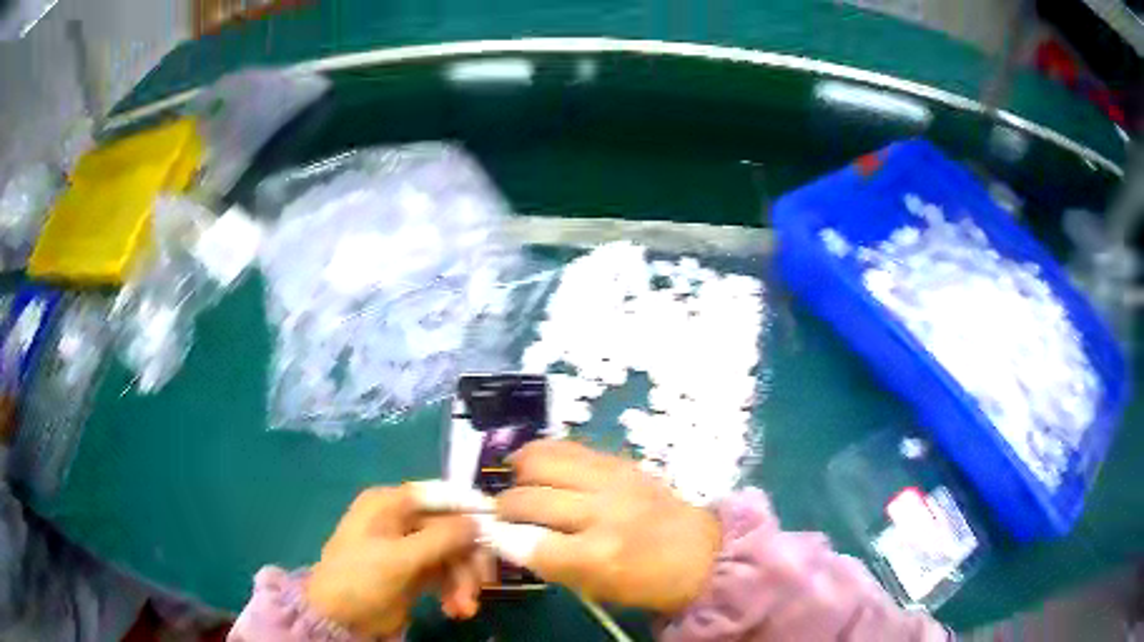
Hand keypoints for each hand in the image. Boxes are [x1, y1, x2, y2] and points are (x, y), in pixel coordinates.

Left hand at [306, 485, 488, 637]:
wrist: (338, 619)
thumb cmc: (361, 579)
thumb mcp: (399, 558)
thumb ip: (441, 538)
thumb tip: (479, 521)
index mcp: (390, 503)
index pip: (441, 496)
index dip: (471, 510)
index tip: (500, 529)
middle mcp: (401, 520)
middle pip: (452, 530)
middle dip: (469, 560)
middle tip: (481, 586)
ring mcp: (409, 547)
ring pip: (453, 555)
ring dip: (464, 582)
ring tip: (464, 608)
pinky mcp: (414, 572)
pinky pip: (446, 575)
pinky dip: (455, 591)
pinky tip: (455, 610)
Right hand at [496, 441, 721, 613]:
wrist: (702, 552)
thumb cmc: (647, 581)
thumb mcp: (596, 588)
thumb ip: (550, 563)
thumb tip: (507, 538)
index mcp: (599, 556)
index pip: (528, 543)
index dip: (501, 539)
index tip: (492, 536)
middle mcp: (602, 511)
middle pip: (528, 499)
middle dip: (504, 508)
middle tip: (503, 515)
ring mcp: (612, 479)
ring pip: (541, 461)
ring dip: (518, 475)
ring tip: (518, 485)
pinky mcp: (620, 460)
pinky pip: (566, 446)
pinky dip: (541, 454)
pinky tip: (534, 465)